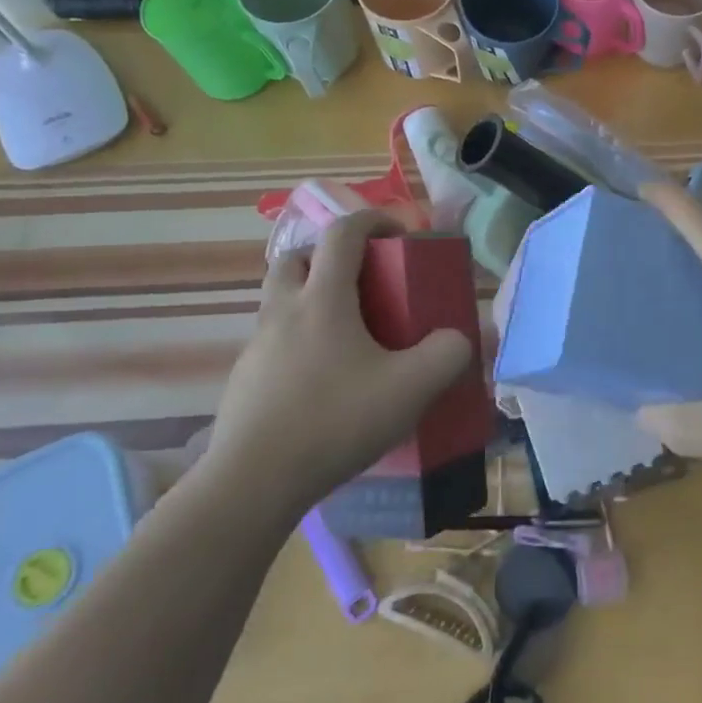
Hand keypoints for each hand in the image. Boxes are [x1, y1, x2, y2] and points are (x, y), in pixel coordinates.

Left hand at [204, 212, 472, 515]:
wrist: (254, 482)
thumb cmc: (336, 421)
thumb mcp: (412, 388)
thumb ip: (447, 355)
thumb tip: (457, 340)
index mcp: (322, 299)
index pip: (342, 233)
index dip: (373, 220)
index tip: (399, 234)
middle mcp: (283, 311)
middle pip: (297, 257)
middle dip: (330, 255)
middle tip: (363, 281)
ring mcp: (257, 347)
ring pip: (280, 300)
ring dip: (312, 299)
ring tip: (349, 336)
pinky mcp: (244, 381)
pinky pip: (274, 342)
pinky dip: (300, 341)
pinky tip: (325, 383)